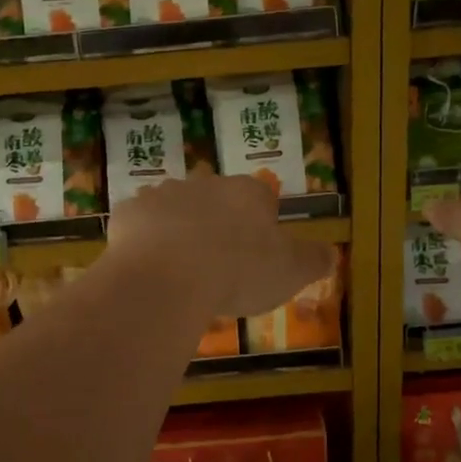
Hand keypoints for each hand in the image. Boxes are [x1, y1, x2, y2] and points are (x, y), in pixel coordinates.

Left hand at [108, 174, 333, 316]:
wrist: (168, 276)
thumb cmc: (238, 272)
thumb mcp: (290, 272)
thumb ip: (313, 260)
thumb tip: (331, 253)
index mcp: (248, 193)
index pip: (261, 198)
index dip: (260, 225)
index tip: (256, 255)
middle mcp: (206, 184)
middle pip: (216, 201)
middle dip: (217, 225)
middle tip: (217, 265)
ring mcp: (163, 194)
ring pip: (175, 209)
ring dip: (179, 231)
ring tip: (180, 271)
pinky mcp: (128, 212)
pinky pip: (140, 225)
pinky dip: (143, 242)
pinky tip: (147, 270)